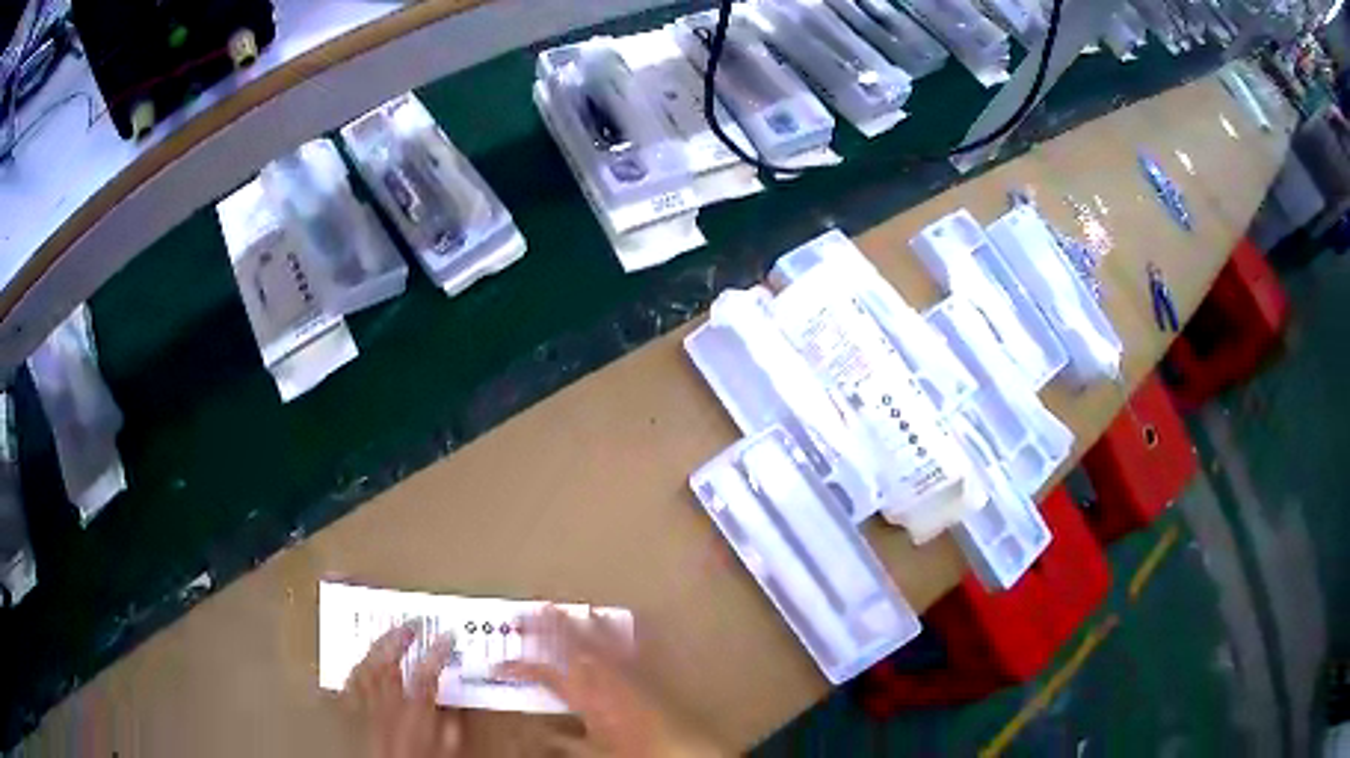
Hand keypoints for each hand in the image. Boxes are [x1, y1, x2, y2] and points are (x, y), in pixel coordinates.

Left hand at [345, 620, 463, 757]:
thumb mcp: (444, 754)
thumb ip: (450, 731)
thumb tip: (453, 711)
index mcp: (413, 718)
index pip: (426, 675)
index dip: (438, 653)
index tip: (446, 638)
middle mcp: (385, 708)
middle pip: (389, 662)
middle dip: (401, 637)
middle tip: (414, 623)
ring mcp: (363, 708)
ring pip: (366, 667)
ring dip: (378, 645)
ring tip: (389, 632)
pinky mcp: (350, 713)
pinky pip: (350, 683)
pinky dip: (357, 666)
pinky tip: (363, 659)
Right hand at [494, 606, 724, 757]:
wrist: (683, 747)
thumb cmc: (633, 752)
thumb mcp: (592, 752)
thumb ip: (563, 741)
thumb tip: (538, 733)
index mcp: (585, 696)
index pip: (543, 675)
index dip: (518, 667)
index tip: (497, 664)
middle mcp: (605, 676)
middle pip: (569, 645)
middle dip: (546, 627)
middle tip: (527, 610)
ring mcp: (628, 669)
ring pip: (597, 638)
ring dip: (577, 621)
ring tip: (560, 606)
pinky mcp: (651, 670)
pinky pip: (633, 643)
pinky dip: (620, 630)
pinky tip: (613, 618)